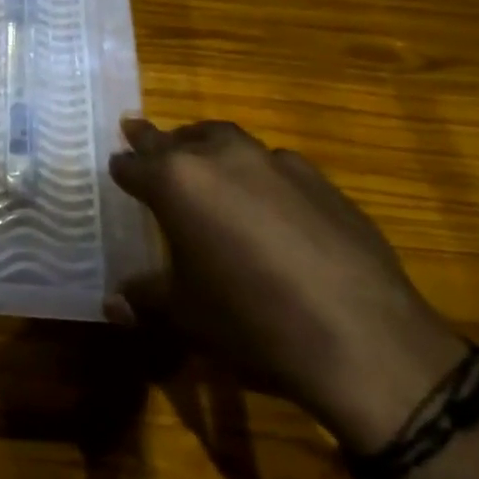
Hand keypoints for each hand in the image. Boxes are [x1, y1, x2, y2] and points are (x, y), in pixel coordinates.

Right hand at [109, 119, 465, 455]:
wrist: (365, 340)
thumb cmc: (253, 324)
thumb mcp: (186, 317)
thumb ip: (144, 300)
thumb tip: (113, 302)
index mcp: (178, 181)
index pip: (135, 164)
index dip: (123, 169)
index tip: (117, 171)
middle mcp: (221, 156)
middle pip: (178, 138)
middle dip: (159, 144)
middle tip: (147, 144)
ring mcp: (274, 161)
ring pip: (226, 140)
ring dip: (207, 148)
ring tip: (204, 168)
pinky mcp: (319, 177)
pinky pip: (273, 164)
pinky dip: (257, 174)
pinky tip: (268, 205)